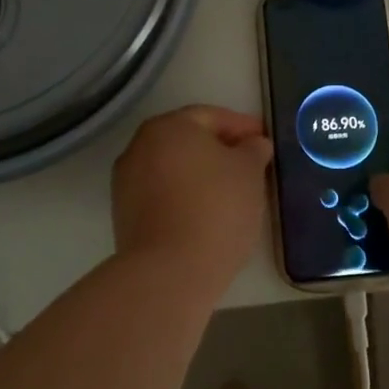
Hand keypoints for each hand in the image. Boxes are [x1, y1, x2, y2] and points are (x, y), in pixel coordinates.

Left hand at [112, 105, 272, 288]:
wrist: (169, 272)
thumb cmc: (216, 208)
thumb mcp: (249, 172)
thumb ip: (253, 150)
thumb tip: (253, 143)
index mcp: (169, 126)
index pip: (211, 116)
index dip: (242, 126)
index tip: (264, 141)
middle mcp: (140, 145)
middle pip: (188, 140)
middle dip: (219, 149)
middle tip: (250, 164)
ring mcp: (127, 181)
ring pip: (173, 168)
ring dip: (200, 174)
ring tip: (231, 193)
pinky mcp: (124, 215)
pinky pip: (162, 194)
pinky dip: (184, 196)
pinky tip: (206, 214)